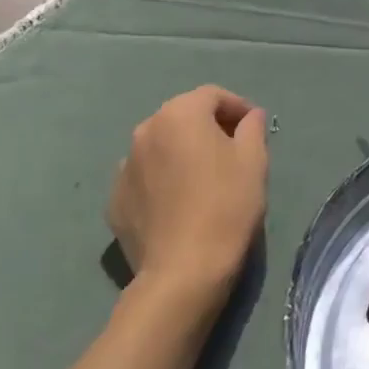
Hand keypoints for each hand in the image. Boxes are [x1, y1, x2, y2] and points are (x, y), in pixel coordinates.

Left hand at [108, 86, 268, 299]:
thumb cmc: (226, 205)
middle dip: (208, 127)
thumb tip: (250, 117)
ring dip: (182, 153)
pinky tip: (179, 204)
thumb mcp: (254, 160)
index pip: (212, 96)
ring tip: (203, 179)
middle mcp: (145, 131)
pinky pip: (145, 178)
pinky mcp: (114, 202)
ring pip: (161, 147)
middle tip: (232, 151)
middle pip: (183, 117)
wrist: (183, 272)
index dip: (237, 107)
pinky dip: (162, 180)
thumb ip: (252, 127)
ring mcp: (124, 168)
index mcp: (179, 114)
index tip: (254, 128)